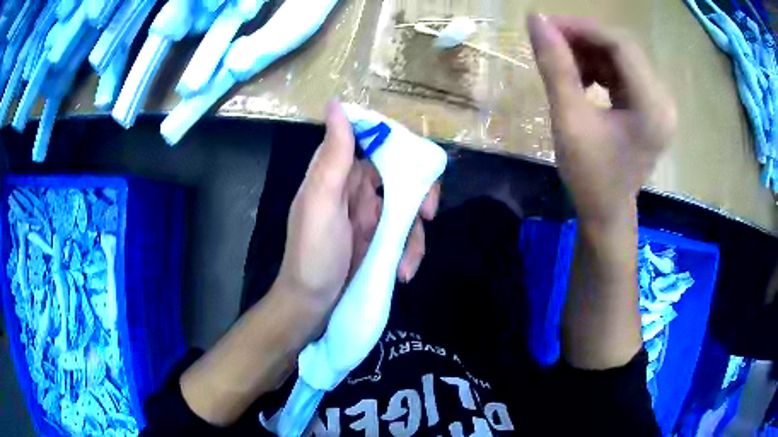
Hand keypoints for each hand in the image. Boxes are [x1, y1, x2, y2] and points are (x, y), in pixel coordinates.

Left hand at [278, 101, 439, 312]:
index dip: (398, 145)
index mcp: (338, 173)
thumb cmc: (312, 253)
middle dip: (420, 193)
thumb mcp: (321, 201)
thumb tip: (335, 104)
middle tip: (428, 214)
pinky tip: (402, 272)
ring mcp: (370, 215)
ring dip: (414, 235)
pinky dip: (409, 251)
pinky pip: (405, 234)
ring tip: (406, 265)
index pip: (373, 142)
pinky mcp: (379, 239)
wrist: (311, 304)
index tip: (418, 162)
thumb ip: (333, 155)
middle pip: (400, 174)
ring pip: (408, 207)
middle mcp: (356, 188)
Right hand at [528, 15, 675, 224]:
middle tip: (549, 40)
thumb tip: (535, 20)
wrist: (606, 213)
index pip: (620, 46)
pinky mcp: (649, 108)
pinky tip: (580, 78)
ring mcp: (658, 104)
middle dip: (583, 39)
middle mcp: (662, 100)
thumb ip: (555, 66)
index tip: (546, 25)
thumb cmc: (589, 176)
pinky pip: (623, 74)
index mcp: (652, 106)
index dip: (582, 28)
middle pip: (622, 49)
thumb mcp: (569, 119)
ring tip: (562, 62)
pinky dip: (598, 69)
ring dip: (589, 53)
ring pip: (621, 59)